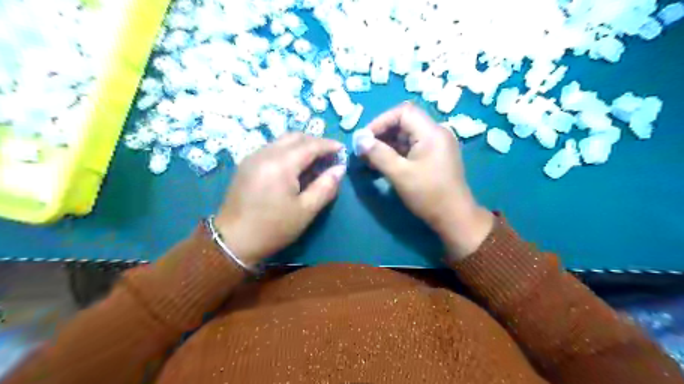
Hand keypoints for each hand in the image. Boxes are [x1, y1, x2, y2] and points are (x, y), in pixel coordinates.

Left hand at [215, 134, 344, 267]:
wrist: (233, 241)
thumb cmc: (273, 228)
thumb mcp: (305, 210)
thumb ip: (325, 187)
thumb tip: (340, 169)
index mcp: (281, 164)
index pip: (310, 145)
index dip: (328, 145)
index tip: (342, 149)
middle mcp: (265, 153)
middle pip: (295, 136)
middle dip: (315, 141)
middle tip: (329, 154)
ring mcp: (253, 157)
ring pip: (282, 140)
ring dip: (301, 144)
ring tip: (314, 159)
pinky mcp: (246, 164)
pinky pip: (272, 148)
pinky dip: (287, 150)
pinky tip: (294, 165)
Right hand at [355, 102, 494, 261]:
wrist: (454, 218)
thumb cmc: (428, 195)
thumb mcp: (400, 174)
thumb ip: (378, 154)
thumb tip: (359, 139)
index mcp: (432, 132)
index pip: (403, 112)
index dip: (381, 121)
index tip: (365, 138)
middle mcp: (436, 133)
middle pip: (404, 123)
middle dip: (381, 135)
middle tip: (364, 151)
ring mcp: (436, 146)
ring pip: (406, 136)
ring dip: (386, 145)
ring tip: (369, 160)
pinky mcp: (434, 157)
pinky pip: (411, 148)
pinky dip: (396, 154)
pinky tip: (382, 165)